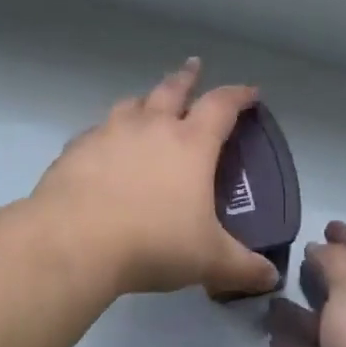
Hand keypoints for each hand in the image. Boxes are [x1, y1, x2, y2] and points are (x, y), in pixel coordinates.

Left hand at [33, 58, 281, 299]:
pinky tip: (104, 146)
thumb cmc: (153, 243)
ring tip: (147, 102)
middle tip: (194, 66)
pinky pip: (97, 131)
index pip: (221, 106)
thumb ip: (242, 268)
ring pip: (131, 104)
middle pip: (172, 89)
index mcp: (190, 143)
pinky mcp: (77, 149)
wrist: (75, 241)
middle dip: (187, 77)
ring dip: (145, 99)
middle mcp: (151, 127)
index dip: (239, 96)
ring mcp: (109, 133)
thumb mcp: (208, 260)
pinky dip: (107, 132)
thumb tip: (270, 280)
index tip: (250, 91)